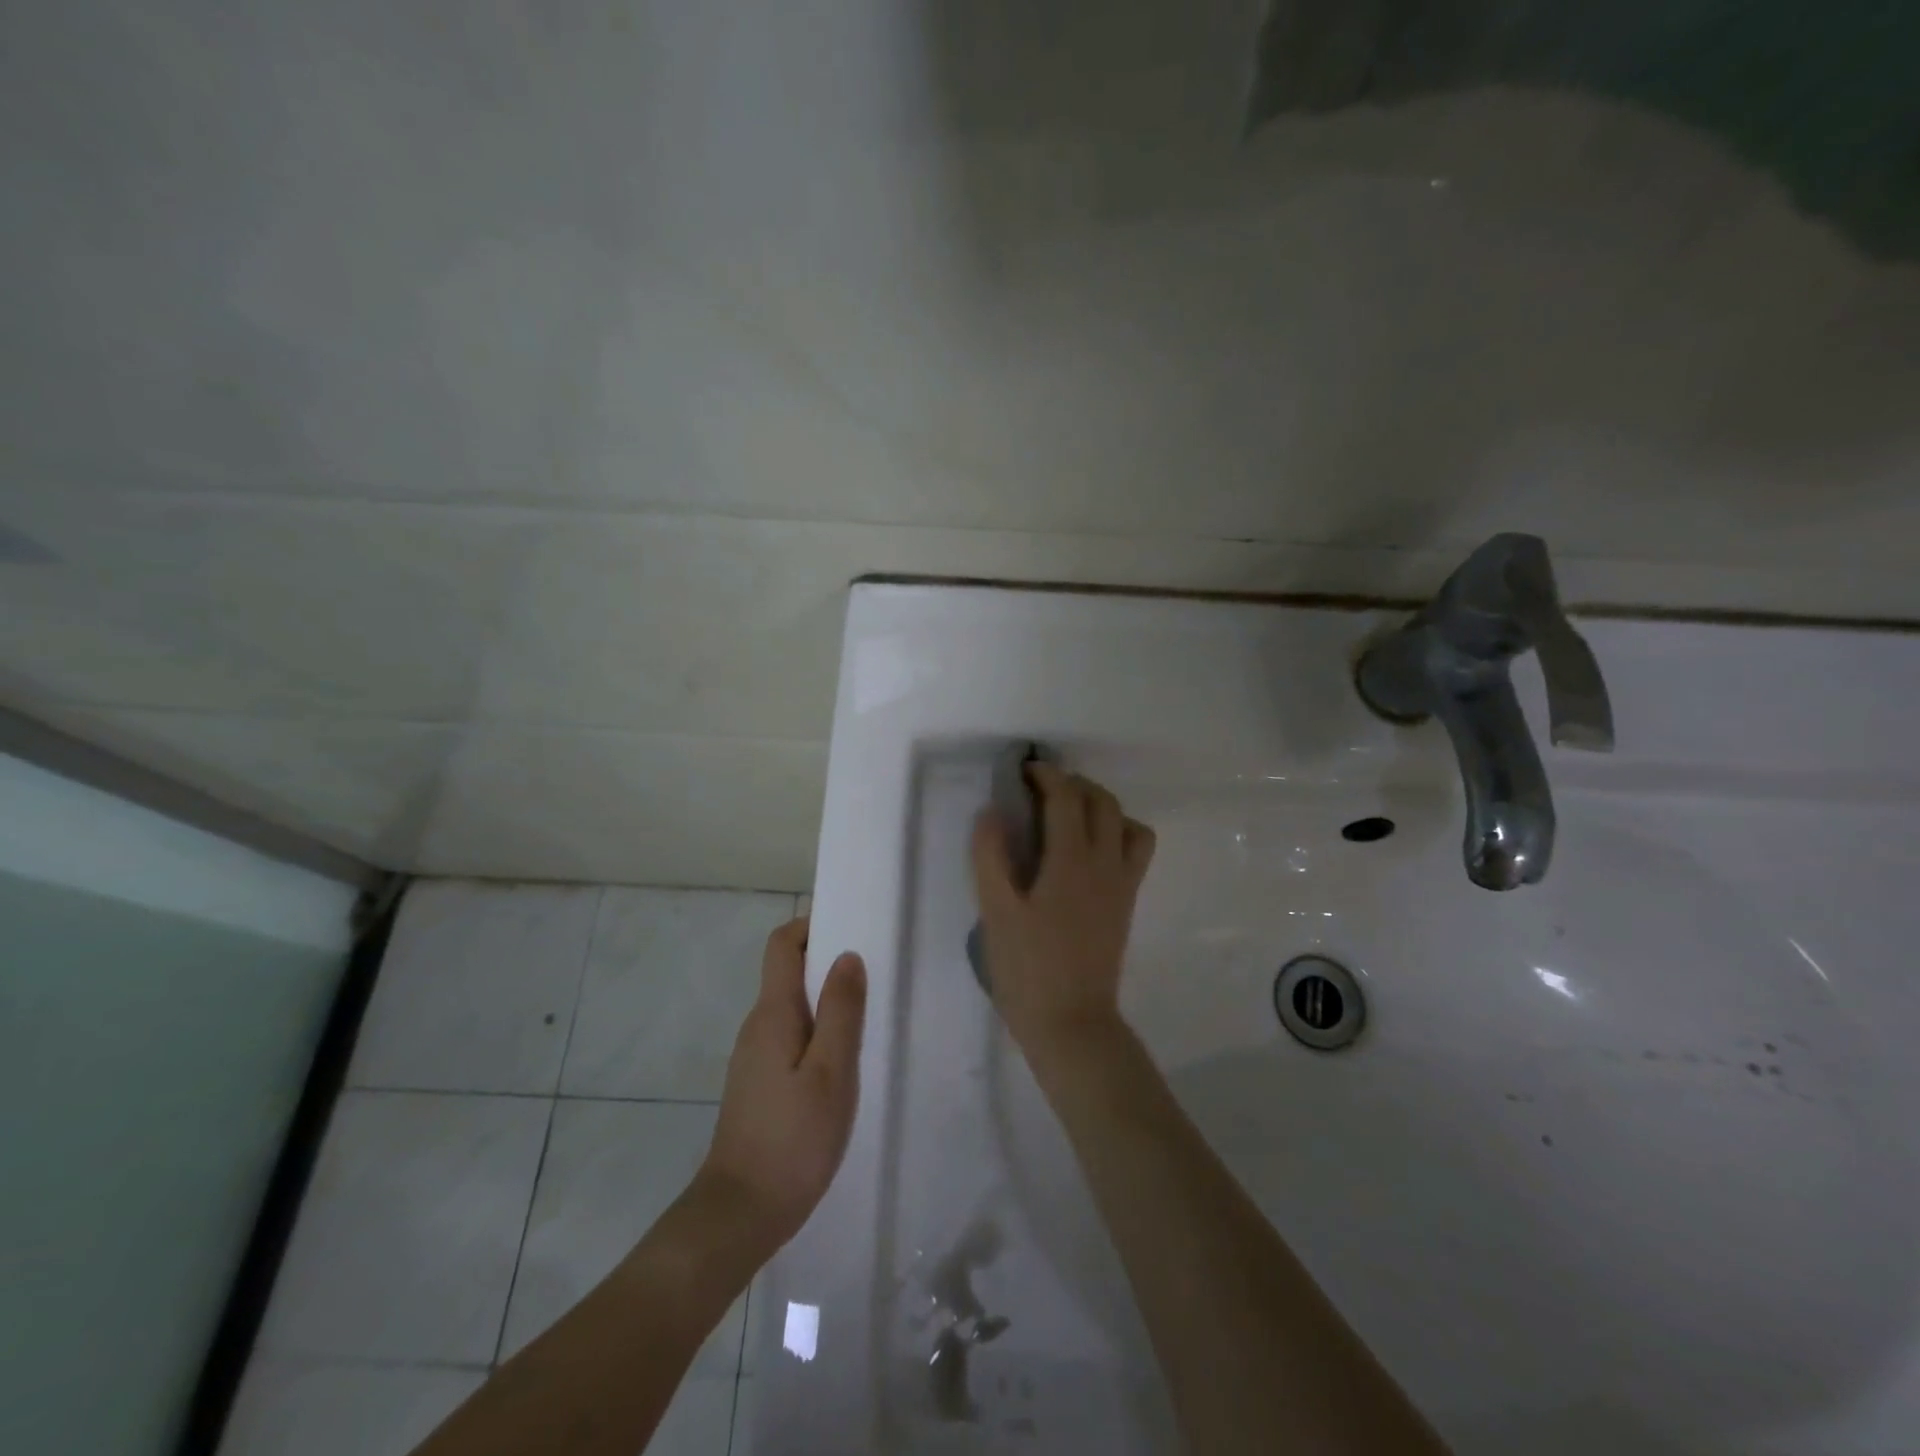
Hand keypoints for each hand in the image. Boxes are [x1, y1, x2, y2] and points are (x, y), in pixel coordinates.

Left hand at [699, 918, 866, 1253]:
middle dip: (828, 962)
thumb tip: (848, 955)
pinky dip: (817, 1032)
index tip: (851, 928)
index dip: (812, 925)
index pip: (782, 944)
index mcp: (773, 1013)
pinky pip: (790, 1037)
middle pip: (789, 972)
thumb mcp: (831, 1072)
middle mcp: (758, 1025)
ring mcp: (754, 1056)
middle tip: (873, 975)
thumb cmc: (792, 1138)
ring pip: (792, 1007)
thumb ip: (841, 1011)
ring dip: (826, 1000)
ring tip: (866, 1018)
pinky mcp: (759, 1083)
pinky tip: (843, 1062)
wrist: (740, 1214)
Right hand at [970, 764, 1155, 1059]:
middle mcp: (1105, 863)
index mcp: (1071, 860)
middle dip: (1074, 784)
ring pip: (1127, 822)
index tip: (1024, 771)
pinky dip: (1119, 833)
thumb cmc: (1027, 968)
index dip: (1047, 775)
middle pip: (1102, 801)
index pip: (1067, 797)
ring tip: (1070, 816)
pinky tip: (1089, 851)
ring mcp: (1123, 884)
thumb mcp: (996, 912)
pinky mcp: (1127, 903)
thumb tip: (992, 812)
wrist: (1072, 1023)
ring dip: (1101, 806)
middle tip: (1041, 790)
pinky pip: (1136, 851)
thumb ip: (991, 856)